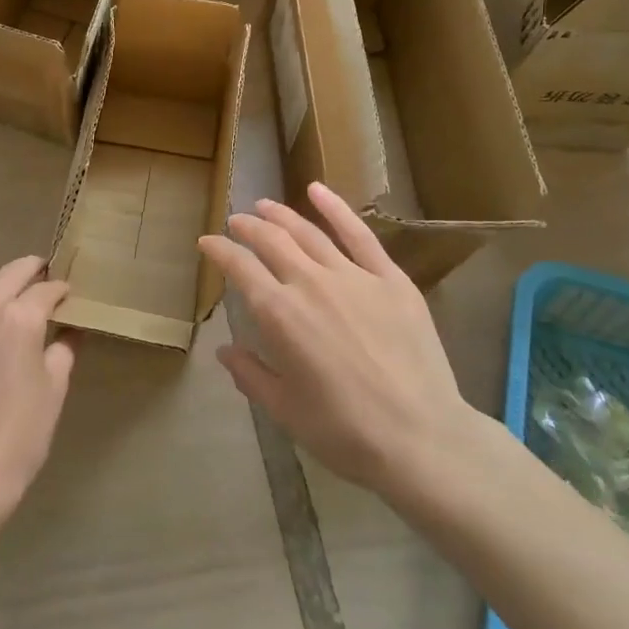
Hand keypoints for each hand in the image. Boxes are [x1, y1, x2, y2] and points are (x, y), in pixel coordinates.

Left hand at [0, 256, 75, 514]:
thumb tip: (70, 331)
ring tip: (11, 308)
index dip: (60, 288)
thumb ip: (63, 350)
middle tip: (42, 273)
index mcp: (19, 319)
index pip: (44, 289)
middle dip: (30, 270)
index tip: (68, 293)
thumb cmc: (21, 434)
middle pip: (9, 274)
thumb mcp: (54, 389)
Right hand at [198, 183, 479, 498]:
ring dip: (281, 215)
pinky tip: (317, 190)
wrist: (421, 438)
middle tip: (236, 222)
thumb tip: (224, 350)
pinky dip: (336, 209)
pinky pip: (359, 235)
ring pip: (308, 233)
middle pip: (271, 241)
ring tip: (264, 206)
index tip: (207, 242)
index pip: (240, 268)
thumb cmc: (345, 432)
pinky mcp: (390, 278)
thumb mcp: (285, 411)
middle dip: (247, 227)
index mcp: (279, 315)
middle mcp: (310, 283)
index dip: (219, 250)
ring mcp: (353, 276)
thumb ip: (250, 375)